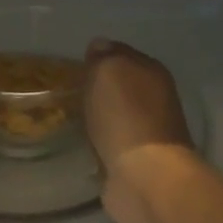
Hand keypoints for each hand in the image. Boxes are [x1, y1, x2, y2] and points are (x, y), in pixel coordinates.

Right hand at [83, 39, 201, 222]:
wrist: (144, 176)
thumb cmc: (126, 116)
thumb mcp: (109, 71)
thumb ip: (104, 56)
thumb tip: (99, 46)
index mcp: (152, 72)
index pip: (122, 53)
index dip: (100, 55)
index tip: (76, 63)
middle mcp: (154, 100)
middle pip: (119, 86)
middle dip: (97, 88)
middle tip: (68, 91)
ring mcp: (146, 134)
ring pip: (114, 116)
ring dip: (98, 117)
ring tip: (70, 117)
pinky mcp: (134, 163)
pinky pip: (110, 144)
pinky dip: (98, 144)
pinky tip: (82, 144)